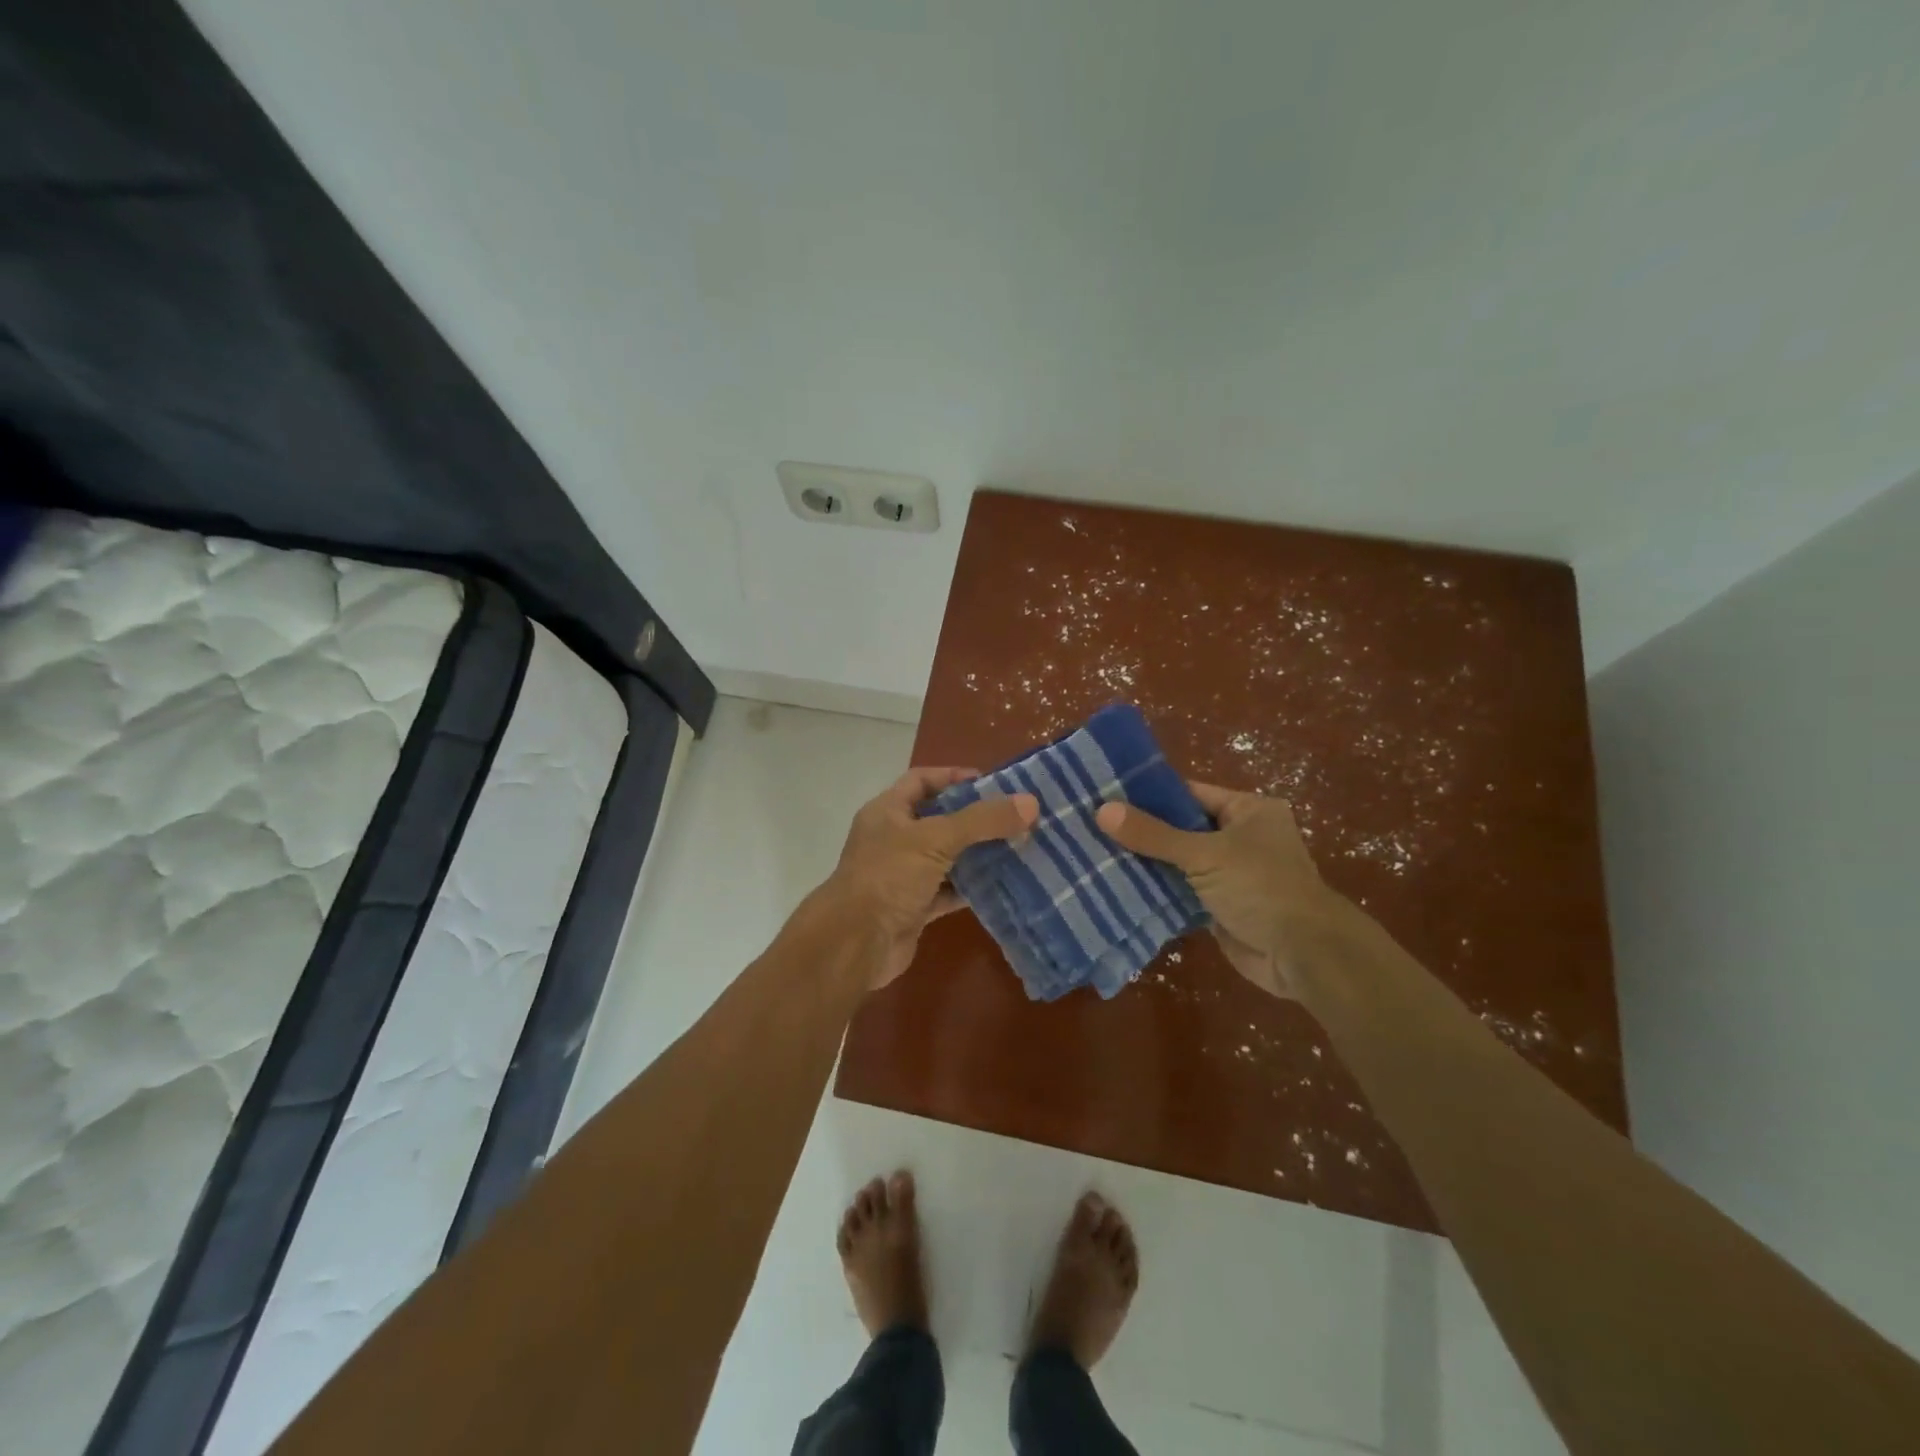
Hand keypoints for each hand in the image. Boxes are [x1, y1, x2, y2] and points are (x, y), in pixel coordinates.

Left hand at [820, 767, 1037, 989]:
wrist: (855, 943)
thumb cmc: (888, 876)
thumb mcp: (936, 839)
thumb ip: (982, 820)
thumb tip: (1030, 803)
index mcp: (888, 811)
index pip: (922, 780)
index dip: (954, 777)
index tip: (993, 783)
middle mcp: (894, 839)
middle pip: (940, 819)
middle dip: (976, 818)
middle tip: (1017, 816)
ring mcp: (904, 875)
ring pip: (948, 857)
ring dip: (979, 854)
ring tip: (1020, 846)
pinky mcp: (916, 908)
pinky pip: (950, 891)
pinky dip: (974, 888)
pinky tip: (1005, 884)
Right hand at [1095, 783, 1336, 998]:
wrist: (1302, 954)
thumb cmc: (1261, 887)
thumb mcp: (1204, 854)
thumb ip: (1153, 834)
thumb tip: (1102, 810)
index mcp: (1247, 811)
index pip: (1189, 793)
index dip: (1149, 794)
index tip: (1106, 795)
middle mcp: (1240, 837)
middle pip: (1180, 827)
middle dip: (1142, 830)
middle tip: (1092, 825)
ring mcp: (1229, 874)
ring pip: (1177, 861)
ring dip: (1145, 862)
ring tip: (1095, 852)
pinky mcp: (1218, 906)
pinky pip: (1180, 891)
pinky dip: (1155, 890)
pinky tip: (1116, 885)